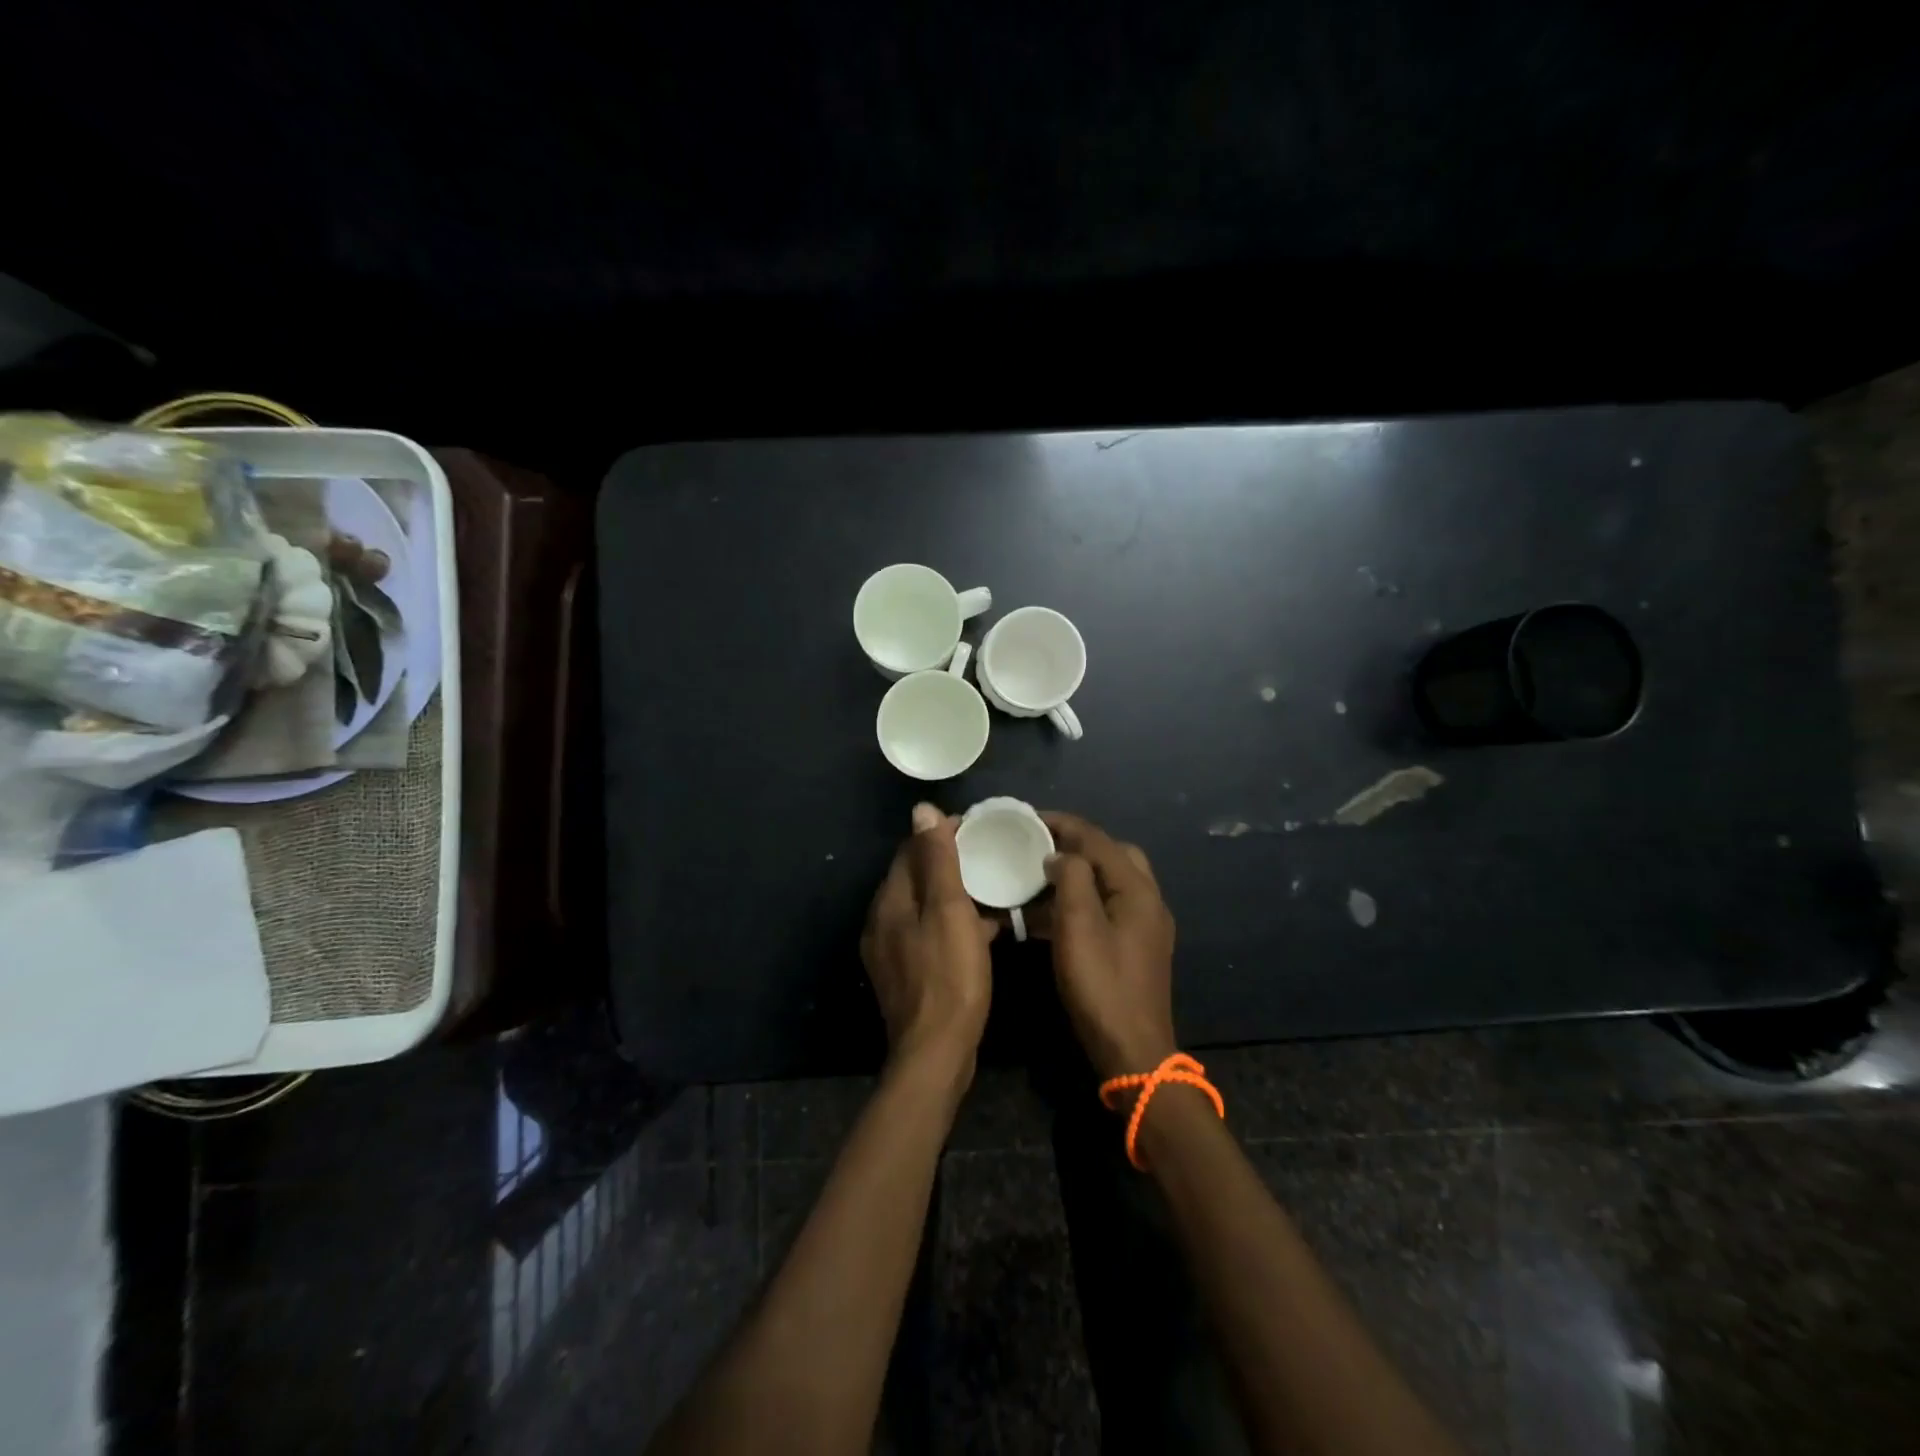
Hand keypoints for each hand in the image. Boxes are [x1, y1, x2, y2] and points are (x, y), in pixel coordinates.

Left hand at [861, 803, 999, 1080]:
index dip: (941, 834)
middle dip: (948, 862)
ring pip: (924, 907)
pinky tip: (982, 930)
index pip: (911, 850)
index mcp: (890, 901)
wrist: (936, 1052)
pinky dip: (951, 923)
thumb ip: (937, 860)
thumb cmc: (949, 976)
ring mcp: (890, 950)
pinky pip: (928, 933)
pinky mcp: (905, 974)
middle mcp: (882, 921)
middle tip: (987, 855)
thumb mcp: (949, 911)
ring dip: (953, 894)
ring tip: (990, 888)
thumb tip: (921, 809)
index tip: (977, 829)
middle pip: (915, 877)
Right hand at [1040, 813, 1177, 1080]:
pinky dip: (1080, 901)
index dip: (1062, 824)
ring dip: (1076, 873)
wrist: (1133, 1051)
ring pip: (1109, 882)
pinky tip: (1048, 915)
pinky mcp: (1134, 947)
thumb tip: (1061, 855)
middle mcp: (1147, 900)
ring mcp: (1143, 925)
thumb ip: (1072, 879)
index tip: (1027, 818)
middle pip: (1112, 854)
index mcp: (1137, 889)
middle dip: (1075, 844)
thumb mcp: (1079, 927)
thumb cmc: (1102, 986)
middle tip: (1038, 845)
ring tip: (1037, 875)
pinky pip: (1106, 908)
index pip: (1098, 839)